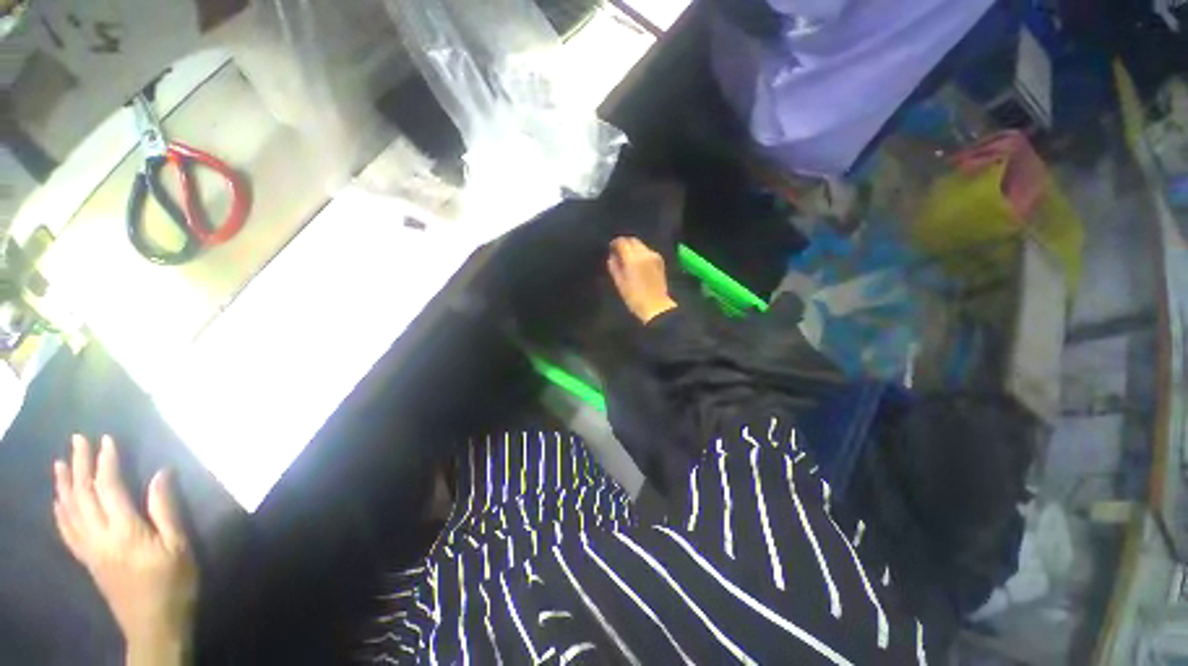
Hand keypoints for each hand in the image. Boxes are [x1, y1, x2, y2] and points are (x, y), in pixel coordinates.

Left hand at [53, 435, 196, 665]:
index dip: (106, 462)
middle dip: (79, 465)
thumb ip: (166, 510)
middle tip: (78, 440)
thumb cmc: (174, 582)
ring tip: (60, 464)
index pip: (109, 488)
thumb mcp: (179, 546)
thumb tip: (161, 473)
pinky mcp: (88, 560)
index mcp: (124, 531)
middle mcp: (99, 536)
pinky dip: (60, 511)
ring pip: (69, 511)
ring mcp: (89, 549)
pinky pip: (67, 531)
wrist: (154, 625)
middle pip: (82, 495)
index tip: (107, 439)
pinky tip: (59, 502)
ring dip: (64, 485)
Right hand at [607, 237, 677, 323]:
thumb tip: (612, 257)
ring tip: (628, 259)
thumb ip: (614, 267)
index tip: (611, 248)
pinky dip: (641, 253)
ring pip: (641, 245)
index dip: (615, 243)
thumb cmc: (634, 298)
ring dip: (633, 248)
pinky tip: (638, 263)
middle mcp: (645, 253)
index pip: (622, 242)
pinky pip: (648, 251)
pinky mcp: (660, 261)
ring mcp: (654, 256)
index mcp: (633, 259)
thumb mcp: (620, 283)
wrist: (656, 306)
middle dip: (625, 244)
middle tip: (618, 252)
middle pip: (633, 240)